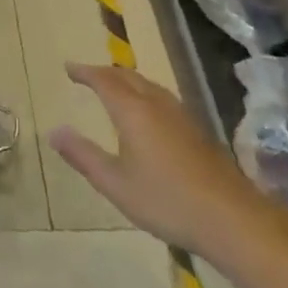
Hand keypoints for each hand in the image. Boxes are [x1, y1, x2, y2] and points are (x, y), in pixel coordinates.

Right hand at [49, 62, 260, 253]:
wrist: (232, 219)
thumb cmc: (167, 201)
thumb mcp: (115, 184)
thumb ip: (83, 156)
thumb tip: (54, 132)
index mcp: (133, 111)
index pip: (104, 80)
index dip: (85, 72)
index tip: (69, 68)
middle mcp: (156, 104)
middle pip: (128, 76)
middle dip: (105, 72)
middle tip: (88, 75)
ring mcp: (181, 116)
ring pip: (149, 85)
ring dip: (127, 80)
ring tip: (115, 88)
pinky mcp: (197, 131)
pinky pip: (163, 97)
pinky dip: (145, 93)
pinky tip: (149, 113)